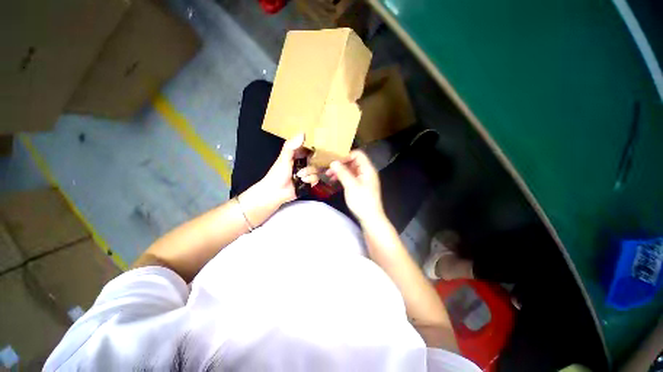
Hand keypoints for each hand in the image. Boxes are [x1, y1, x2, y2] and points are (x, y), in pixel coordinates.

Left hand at [260, 133, 318, 204]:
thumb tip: (303, 133)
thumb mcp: (284, 157)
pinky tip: (303, 181)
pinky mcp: (310, 182)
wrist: (276, 192)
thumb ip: (291, 146)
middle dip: (312, 164)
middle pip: (317, 160)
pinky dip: (310, 180)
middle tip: (305, 167)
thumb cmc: (278, 174)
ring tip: (299, 176)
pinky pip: (317, 179)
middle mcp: (304, 163)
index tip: (321, 147)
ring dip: (309, 173)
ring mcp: (308, 173)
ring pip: (318, 170)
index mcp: (298, 155)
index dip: (316, 148)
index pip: (310, 148)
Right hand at [327, 150, 384, 224]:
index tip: (334, 161)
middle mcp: (366, 172)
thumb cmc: (362, 201)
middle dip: (341, 164)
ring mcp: (363, 179)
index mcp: (367, 169)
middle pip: (353, 162)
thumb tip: (333, 162)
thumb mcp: (351, 186)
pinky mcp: (360, 185)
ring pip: (350, 170)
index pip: (358, 154)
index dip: (346, 156)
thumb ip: (342, 173)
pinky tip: (335, 181)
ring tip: (329, 175)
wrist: (370, 218)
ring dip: (340, 171)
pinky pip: (351, 177)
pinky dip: (343, 177)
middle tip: (329, 169)